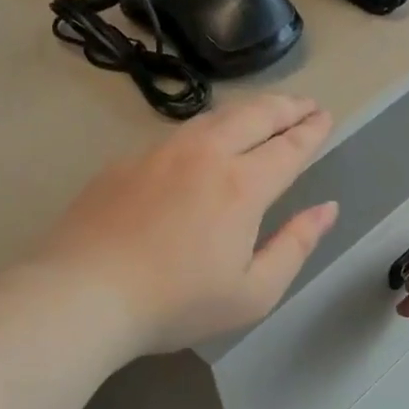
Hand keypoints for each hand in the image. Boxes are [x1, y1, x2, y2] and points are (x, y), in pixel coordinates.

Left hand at [39, 95, 338, 355]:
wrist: (82, 294)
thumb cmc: (176, 303)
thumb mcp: (253, 293)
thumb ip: (296, 246)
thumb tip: (326, 210)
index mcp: (242, 185)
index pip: (289, 146)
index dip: (312, 130)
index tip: (325, 117)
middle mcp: (205, 155)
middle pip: (254, 115)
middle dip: (286, 106)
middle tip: (305, 104)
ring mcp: (160, 153)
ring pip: (214, 117)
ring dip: (247, 110)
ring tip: (262, 113)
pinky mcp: (126, 161)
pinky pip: (178, 134)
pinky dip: (206, 128)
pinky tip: (204, 142)